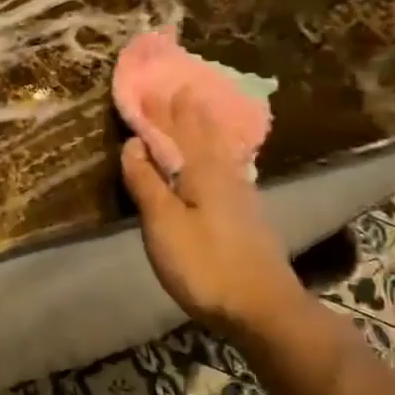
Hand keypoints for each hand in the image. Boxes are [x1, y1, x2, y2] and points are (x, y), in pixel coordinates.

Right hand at [120, 89, 298, 337]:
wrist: (261, 306)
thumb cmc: (204, 264)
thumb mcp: (163, 224)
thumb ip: (147, 184)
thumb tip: (133, 144)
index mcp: (201, 172)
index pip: (176, 132)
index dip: (159, 112)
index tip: (147, 88)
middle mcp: (224, 175)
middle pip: (202, 135)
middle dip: (186, 112)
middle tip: (178, 87)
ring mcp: (240, 194)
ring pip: (219, 149)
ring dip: (206, 127)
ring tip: (200, 109)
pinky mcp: (247, 214)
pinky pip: (228, 166)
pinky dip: (218, 151)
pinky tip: (223, 157)